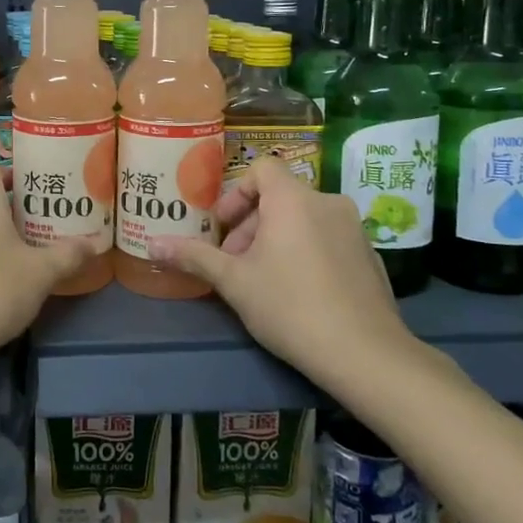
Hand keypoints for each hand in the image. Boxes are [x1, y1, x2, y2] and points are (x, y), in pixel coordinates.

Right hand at [148, 157, 417, 384]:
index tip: (222, 227)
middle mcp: (328, 202)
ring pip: (304, 219)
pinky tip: (300, 293)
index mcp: (293, 199)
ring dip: (277, 239)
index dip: (236, 192)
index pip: (261, 168)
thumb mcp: (234, 282)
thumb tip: (152, 244)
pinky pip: (328, 239)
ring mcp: (355, 229)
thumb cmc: (290, 307)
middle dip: (251, 224)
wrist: (365, 354)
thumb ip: (194, 256)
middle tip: (234, 262)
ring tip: (263, 279)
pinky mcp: (370, 255)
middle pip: (280, 196)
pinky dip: (307, 252)